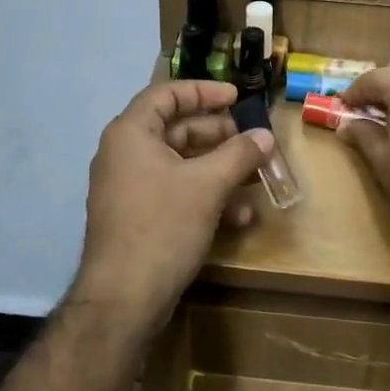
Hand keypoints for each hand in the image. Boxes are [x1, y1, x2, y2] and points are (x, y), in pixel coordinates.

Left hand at [78, 81, 273, 326]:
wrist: (123, 298)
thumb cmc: (162, 226)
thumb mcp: (208, 185)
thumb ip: (239, 155)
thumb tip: (265, 137)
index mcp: (132, 133)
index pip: (167, 94)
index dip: (204, 91)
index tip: (238, 97)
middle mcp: (125, 154)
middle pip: (177, 129)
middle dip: (220, 137)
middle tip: (254, 142)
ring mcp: (130, 187)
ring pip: (181, 165)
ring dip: (220, 170)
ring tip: (256, 179)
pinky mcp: (138, 217)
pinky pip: (175, 192)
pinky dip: (206, 196)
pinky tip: (239, 217)